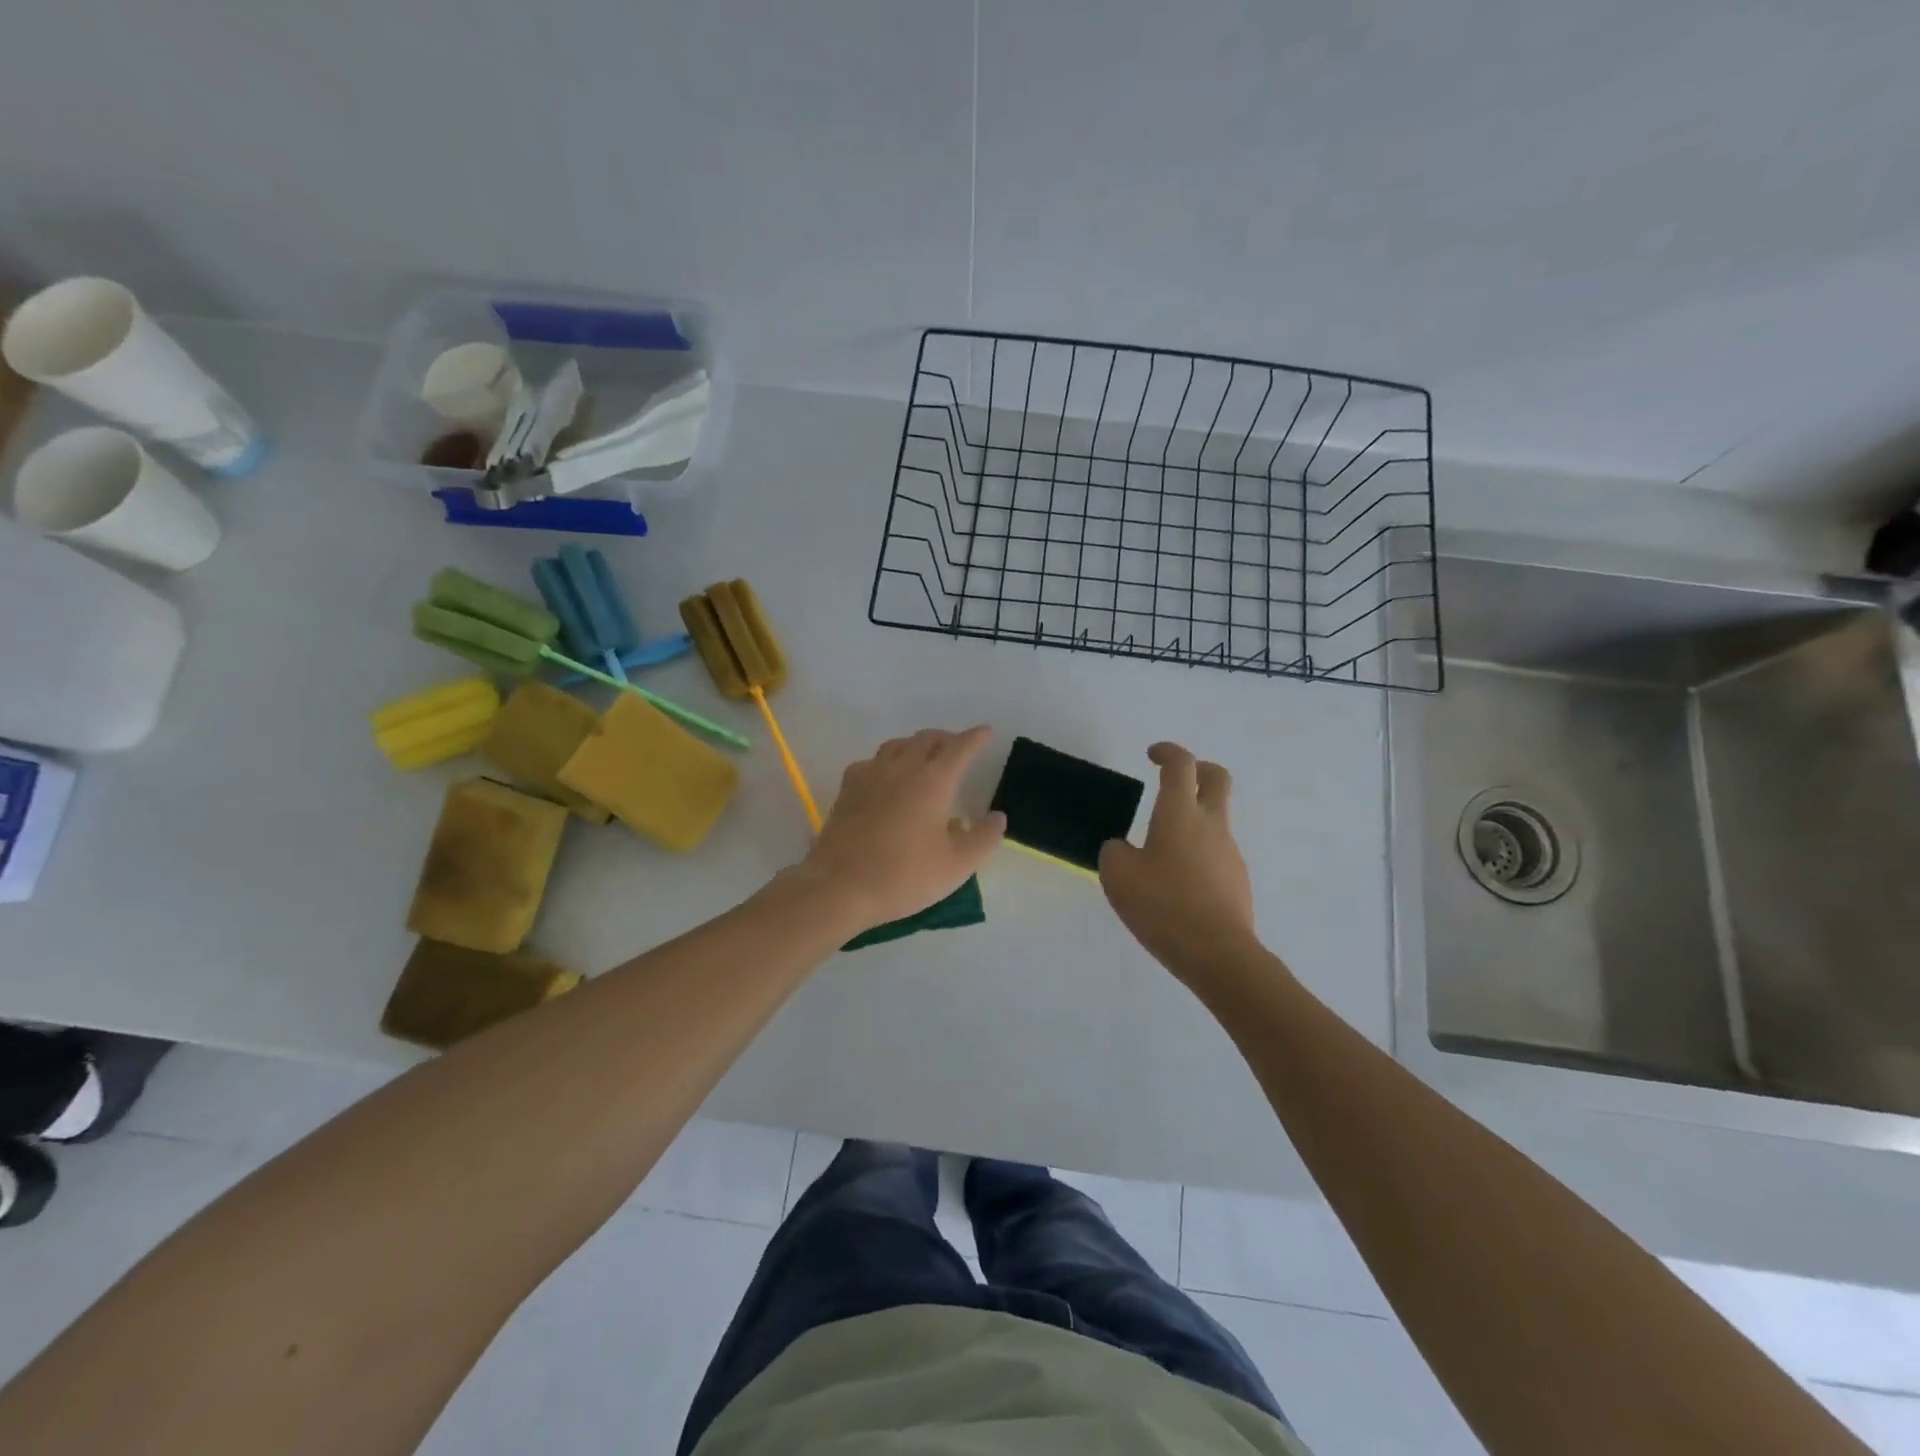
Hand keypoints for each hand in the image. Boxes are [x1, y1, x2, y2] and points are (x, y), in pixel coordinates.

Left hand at [802, 727, 1005, 930]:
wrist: (840, 886)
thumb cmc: (904, 876)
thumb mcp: (957, 866)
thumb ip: (983, 838)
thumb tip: (997, 817)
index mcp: (933, 781)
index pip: (960, 748)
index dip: (976, 737)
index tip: (986, 732)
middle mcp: (902, 768)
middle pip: (927, 738)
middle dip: (946, 739)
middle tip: (957, 749)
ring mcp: (870, 774)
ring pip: (897, 745)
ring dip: (916, 745)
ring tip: (924, 759)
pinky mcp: (847, 788)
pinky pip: (872, 761)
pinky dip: (887, 762)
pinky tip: (886, 778)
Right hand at [1099, 742, 1257, 982]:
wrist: (1217, 953)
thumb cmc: (1163, 905)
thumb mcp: (1118, 876)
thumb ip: (1115, 852)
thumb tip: (1123, 848)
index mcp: (1180, 813)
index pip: (1180, 765)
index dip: (1167, 752)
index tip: (1152, 755)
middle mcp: (1210, 824)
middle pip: (1216, 779)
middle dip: (1198, 769)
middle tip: (1176, 778)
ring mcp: (1229, 852)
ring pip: (1216, 819)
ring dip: (1194, 818)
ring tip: (1161, 849)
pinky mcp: (1237, 880)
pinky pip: (1216, 853)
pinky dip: (1198, 852)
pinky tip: (1176, 882)